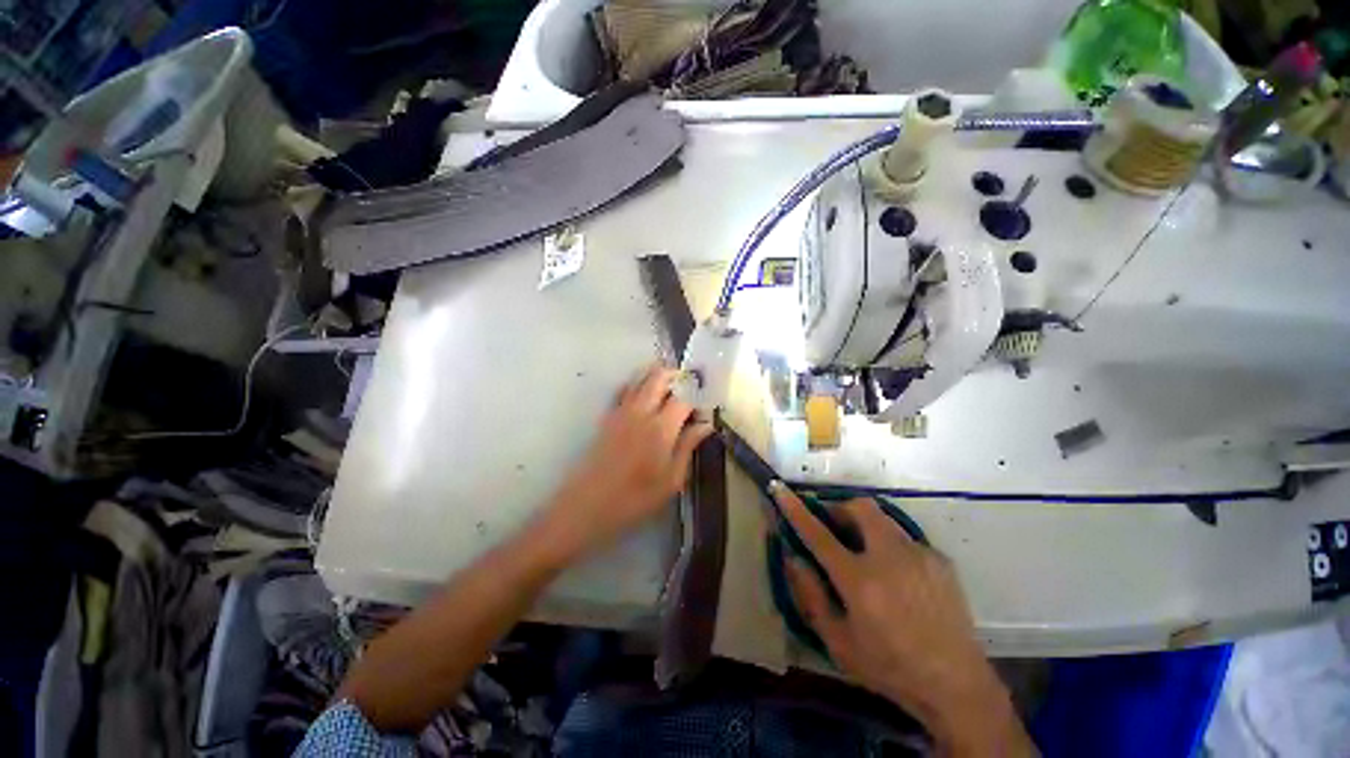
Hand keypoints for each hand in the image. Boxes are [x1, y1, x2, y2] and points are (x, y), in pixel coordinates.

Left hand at [545, 365, 712, 557]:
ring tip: (672, 384)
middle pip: (660, 377)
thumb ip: (688, 446)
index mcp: (661, 427)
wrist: (588, 505)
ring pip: (641, 378)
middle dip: (678, 375)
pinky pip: (624, 389)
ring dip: (658, 375)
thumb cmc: (635, 498)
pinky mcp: (608, 416)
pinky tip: (644, 393)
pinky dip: (637, 383)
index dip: (698, 398)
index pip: (685, 397)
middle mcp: (641, 411)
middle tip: (690, 386)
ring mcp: (621, 411)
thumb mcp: (671, 480)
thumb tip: (706, 424)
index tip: (704, 408)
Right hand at [774, 485, 1033, 755]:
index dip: (795, 508)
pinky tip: (898, 577)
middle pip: (860, 507)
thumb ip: (810, 596)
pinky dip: (891, 546)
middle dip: (841, 508)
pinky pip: (905, 539)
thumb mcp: (838, 642)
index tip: (780, 488)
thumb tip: (792, 557)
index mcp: (859, 580)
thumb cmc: (889, 667)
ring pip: (884, 519)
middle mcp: (890, 558)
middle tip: (836, 529)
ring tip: (868, 556)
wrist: (956, 685)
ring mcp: (919, 555)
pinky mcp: (940, 560)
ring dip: (866, 526)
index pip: (817, 533)